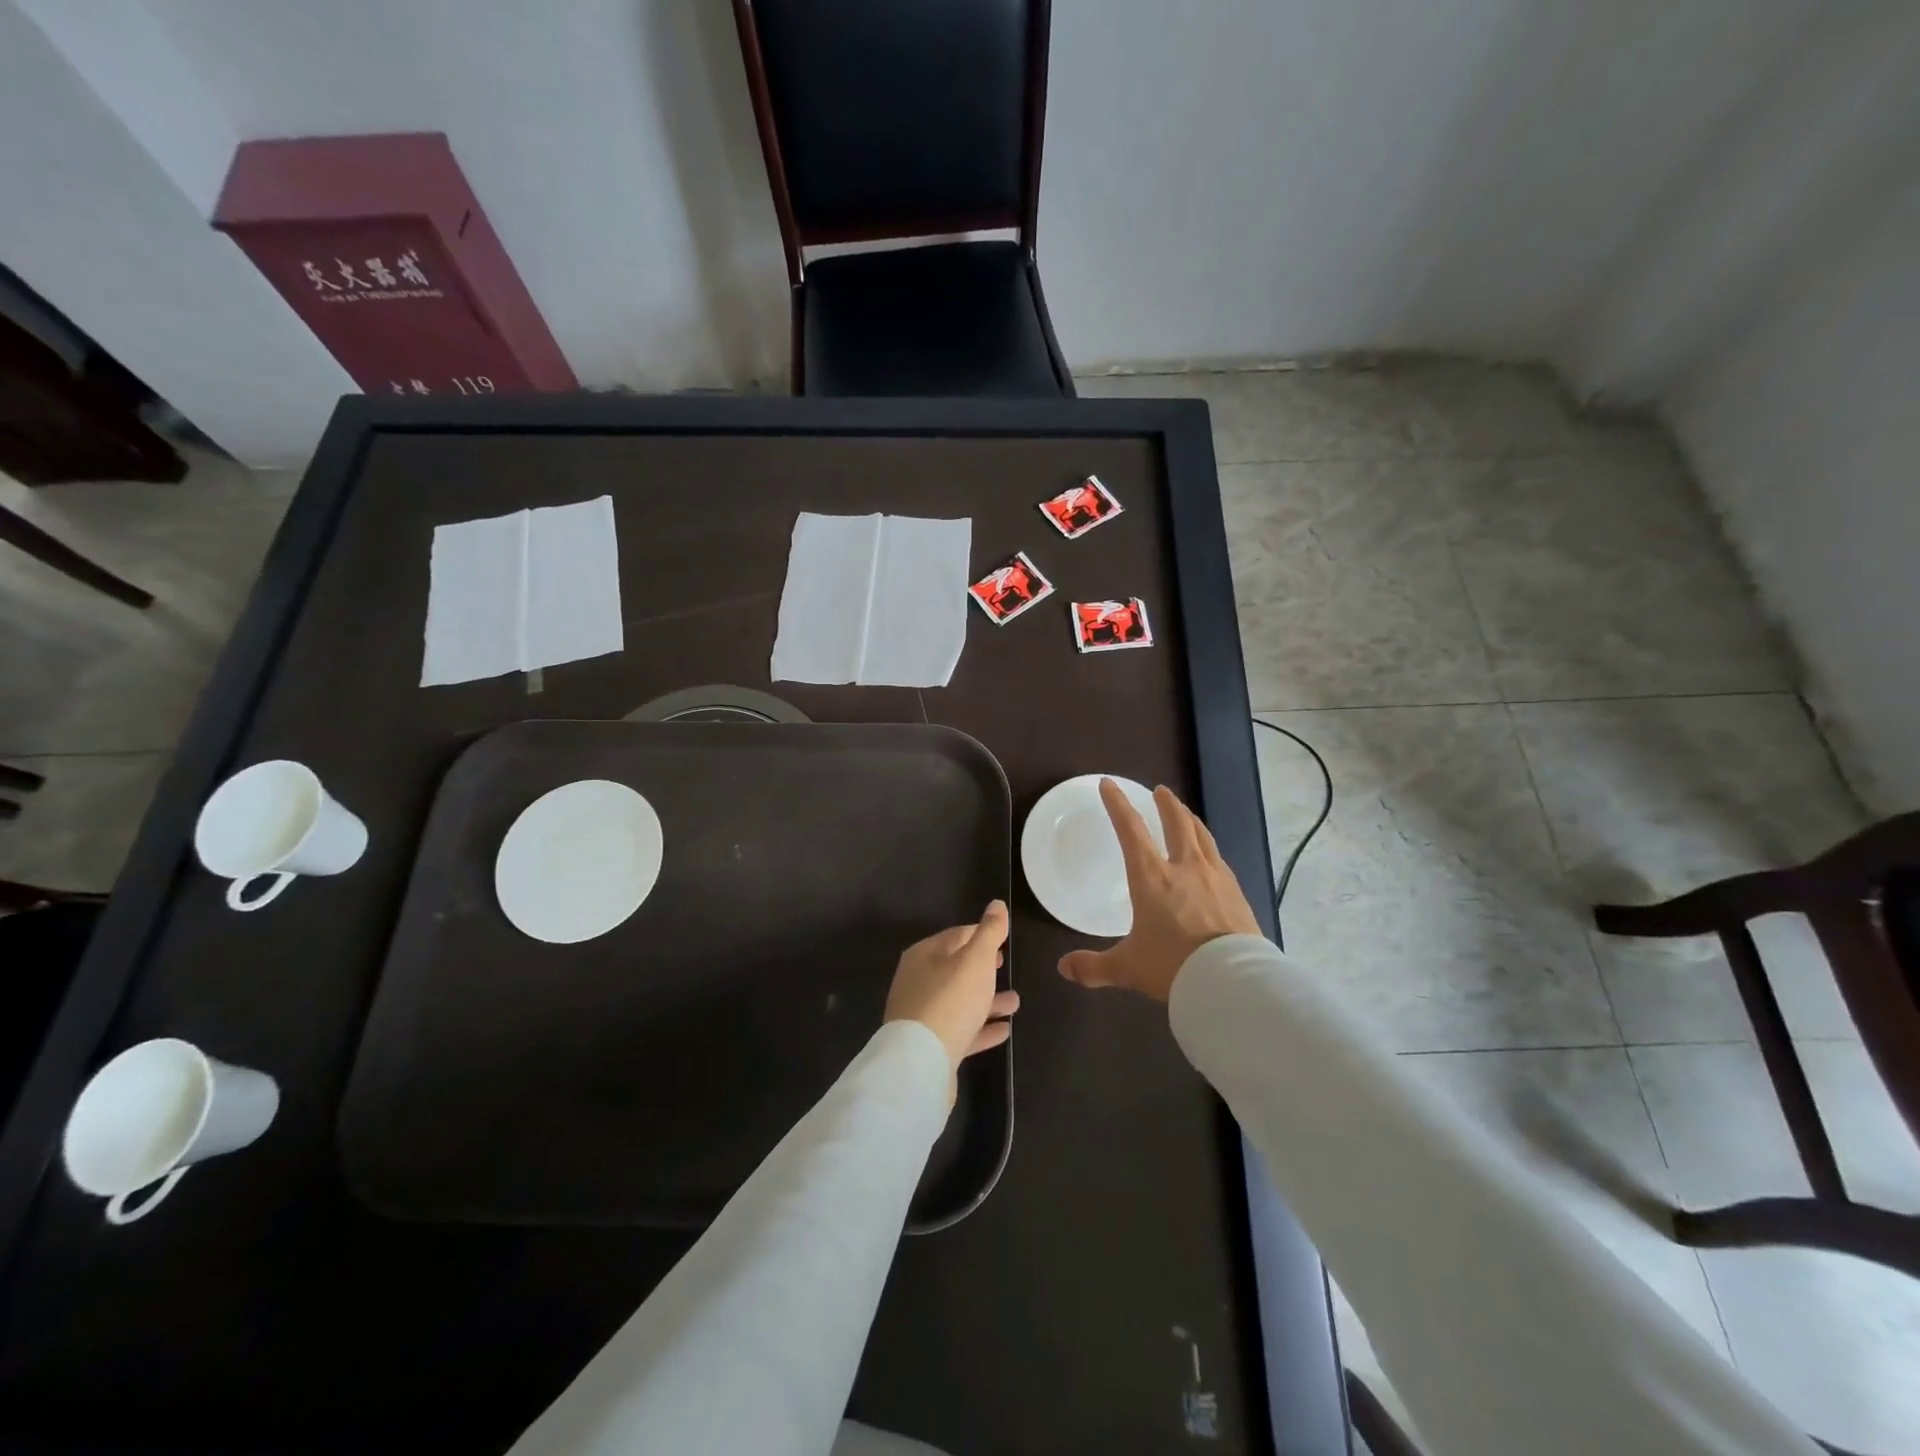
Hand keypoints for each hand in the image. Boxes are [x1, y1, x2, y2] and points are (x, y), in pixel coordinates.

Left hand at [885, 900, 1019, 1100]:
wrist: (920, 1063)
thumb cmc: (950, 1001)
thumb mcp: (976, 960)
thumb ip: (989, 932)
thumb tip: (997, 904)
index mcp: (924, 955)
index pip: (956, 936)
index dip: (981, 934)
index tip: (1002, 940)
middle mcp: (918, 982)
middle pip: (956, 969)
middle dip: (983, 968)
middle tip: (1005, 967)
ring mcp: (922, 1016)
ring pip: (960, 1002)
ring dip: (987, 1000)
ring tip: (1015, 1002)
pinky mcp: (930, 1046)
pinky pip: (960, 1030)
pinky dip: (981, 1028)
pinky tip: (1003, 1031)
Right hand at [1058, 781, 1260, 1001]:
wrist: (1232, 982)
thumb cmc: (1172, 966)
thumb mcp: (1127, 968)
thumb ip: (1094, 967)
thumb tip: (1063, 968)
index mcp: (1151, 877)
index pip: (1130, 829)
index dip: (1117, 804)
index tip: (1109, 784)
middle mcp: (1184, 867)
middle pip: (1177, 823)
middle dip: (1166, 804)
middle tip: (1161, 791)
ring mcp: (1216, 878)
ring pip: (1203, 837)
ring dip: (1192, 820)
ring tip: (1187, 814)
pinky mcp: (1238, 894)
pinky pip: (1221, 861)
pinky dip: (1210, 850)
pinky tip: (1212, 857)